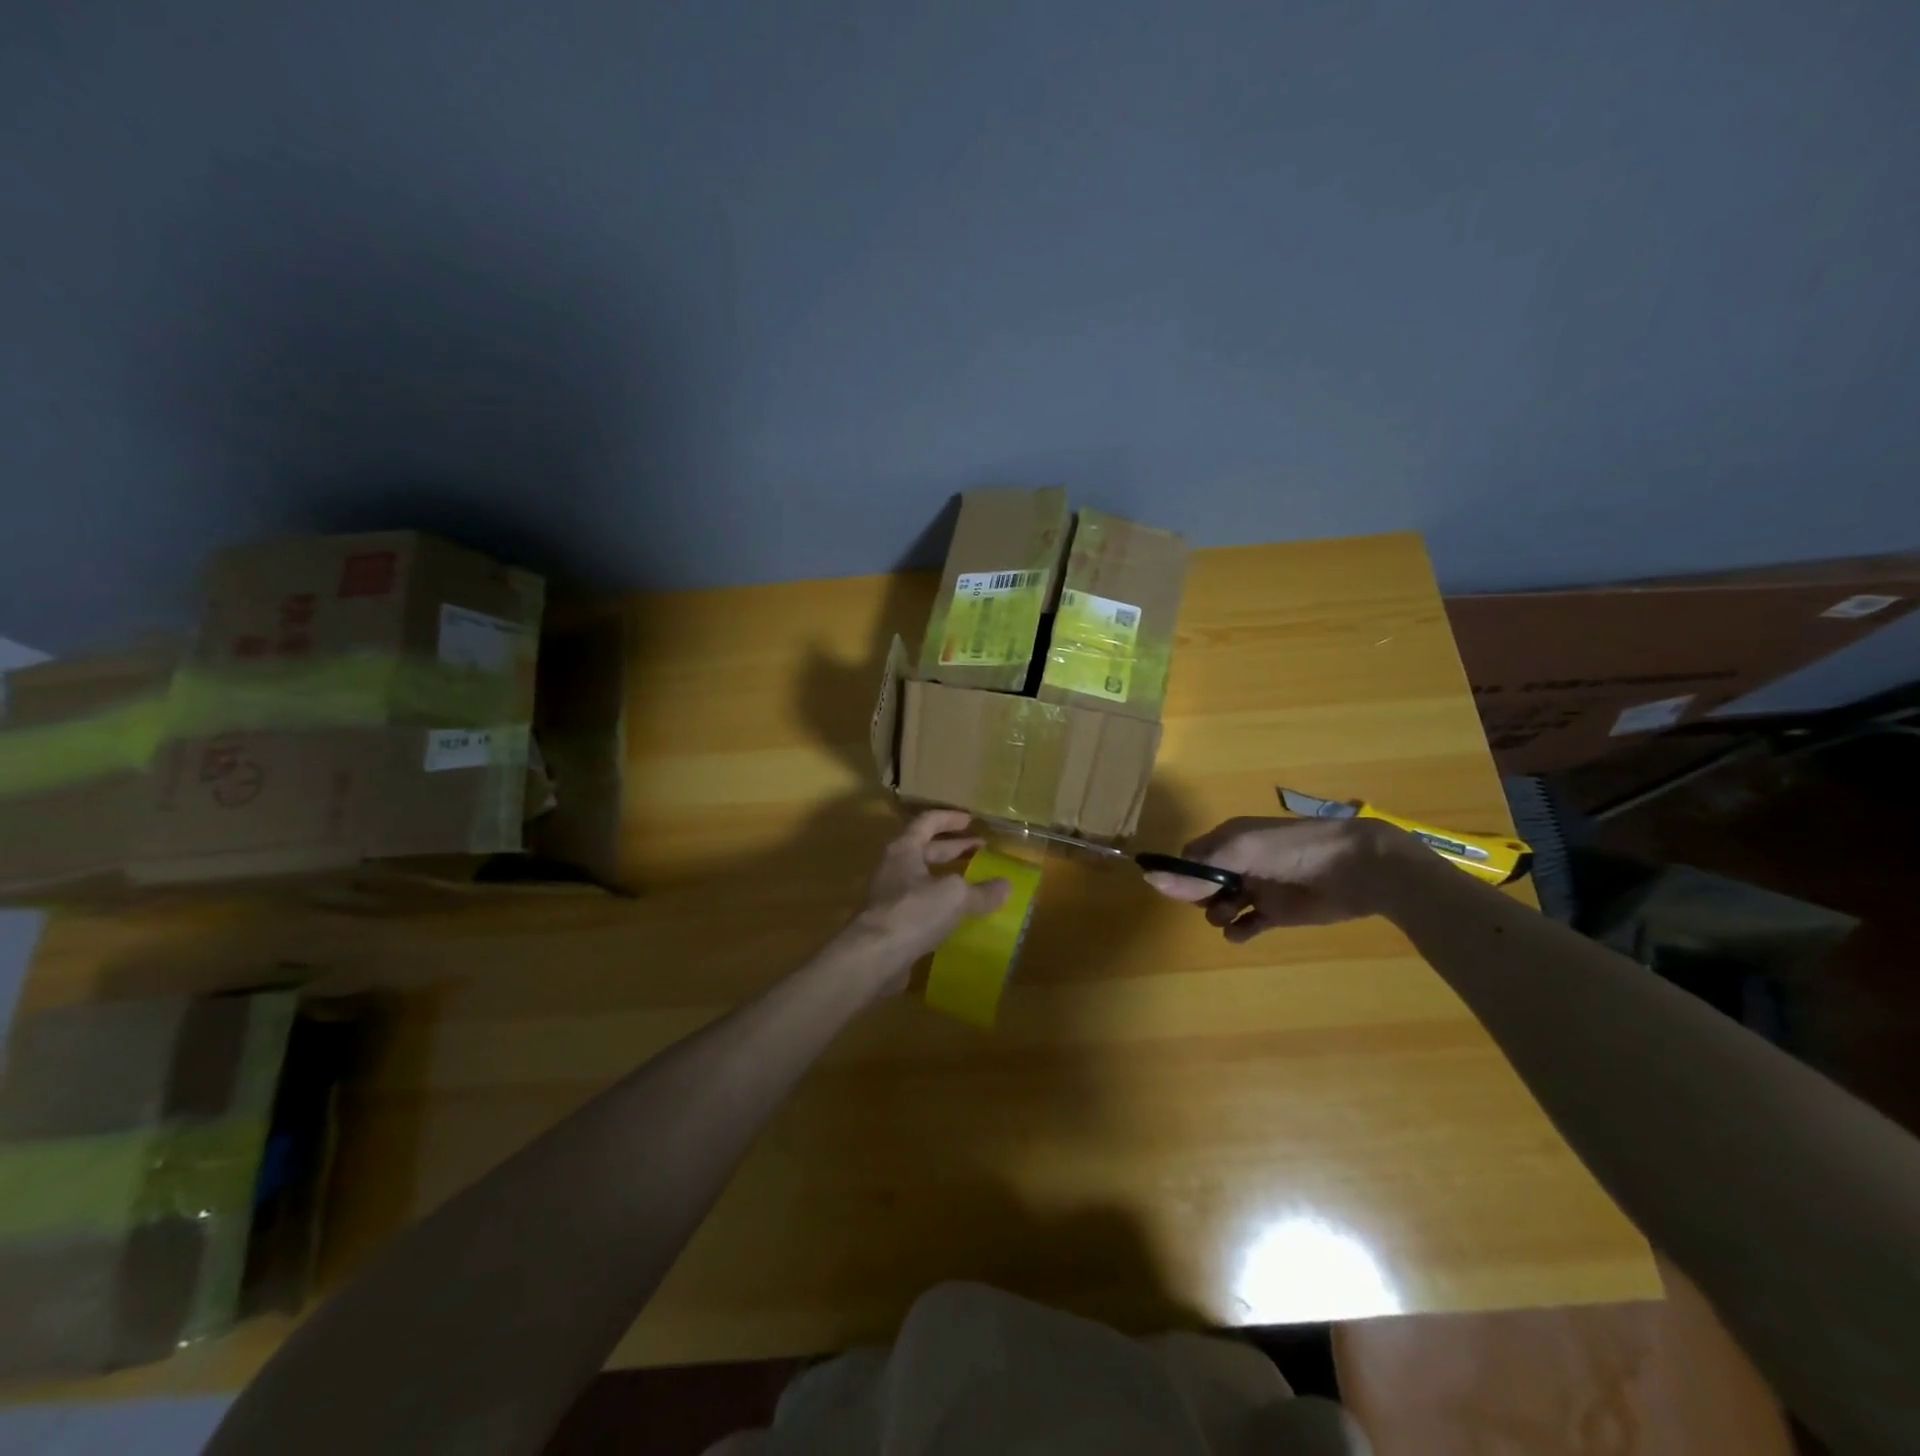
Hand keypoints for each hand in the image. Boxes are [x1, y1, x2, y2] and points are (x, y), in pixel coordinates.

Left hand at [841, 811, 1011, 992]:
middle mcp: (894, 868)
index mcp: (905, 849)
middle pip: (925, 849)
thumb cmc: (913, 912)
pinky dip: (941, 905)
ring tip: (974, 882)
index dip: (950, 818)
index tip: (972, 820)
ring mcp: (890, 897)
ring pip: (923, 879)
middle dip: (954, 848)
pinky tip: (959, 916)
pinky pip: (921, 906)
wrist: (873, 957)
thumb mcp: (955, 897)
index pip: (927, 822)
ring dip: (948, 877)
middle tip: (980, 849)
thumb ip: (982, 891)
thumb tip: (1006, 886)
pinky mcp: (892, 924)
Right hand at [1144, 817, 1422, 941]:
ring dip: (1218, 913)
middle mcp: (1239, 863)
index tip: (1178, 890)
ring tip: (1231, 916)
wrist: (1357, 868)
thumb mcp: (1240, 851)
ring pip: (1221, 905)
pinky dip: (1239, 931)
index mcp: (1228, 840)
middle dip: (1199, 895)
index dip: (1181, 875)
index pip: (1190, 858)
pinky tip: (1241, 933)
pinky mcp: (1278, 913)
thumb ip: (1197, 868)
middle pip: (1202, 883)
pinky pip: (1247, 925)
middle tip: (1211, 901)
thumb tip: (1150, 878)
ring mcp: (1259, 888)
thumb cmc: (1293, 850)